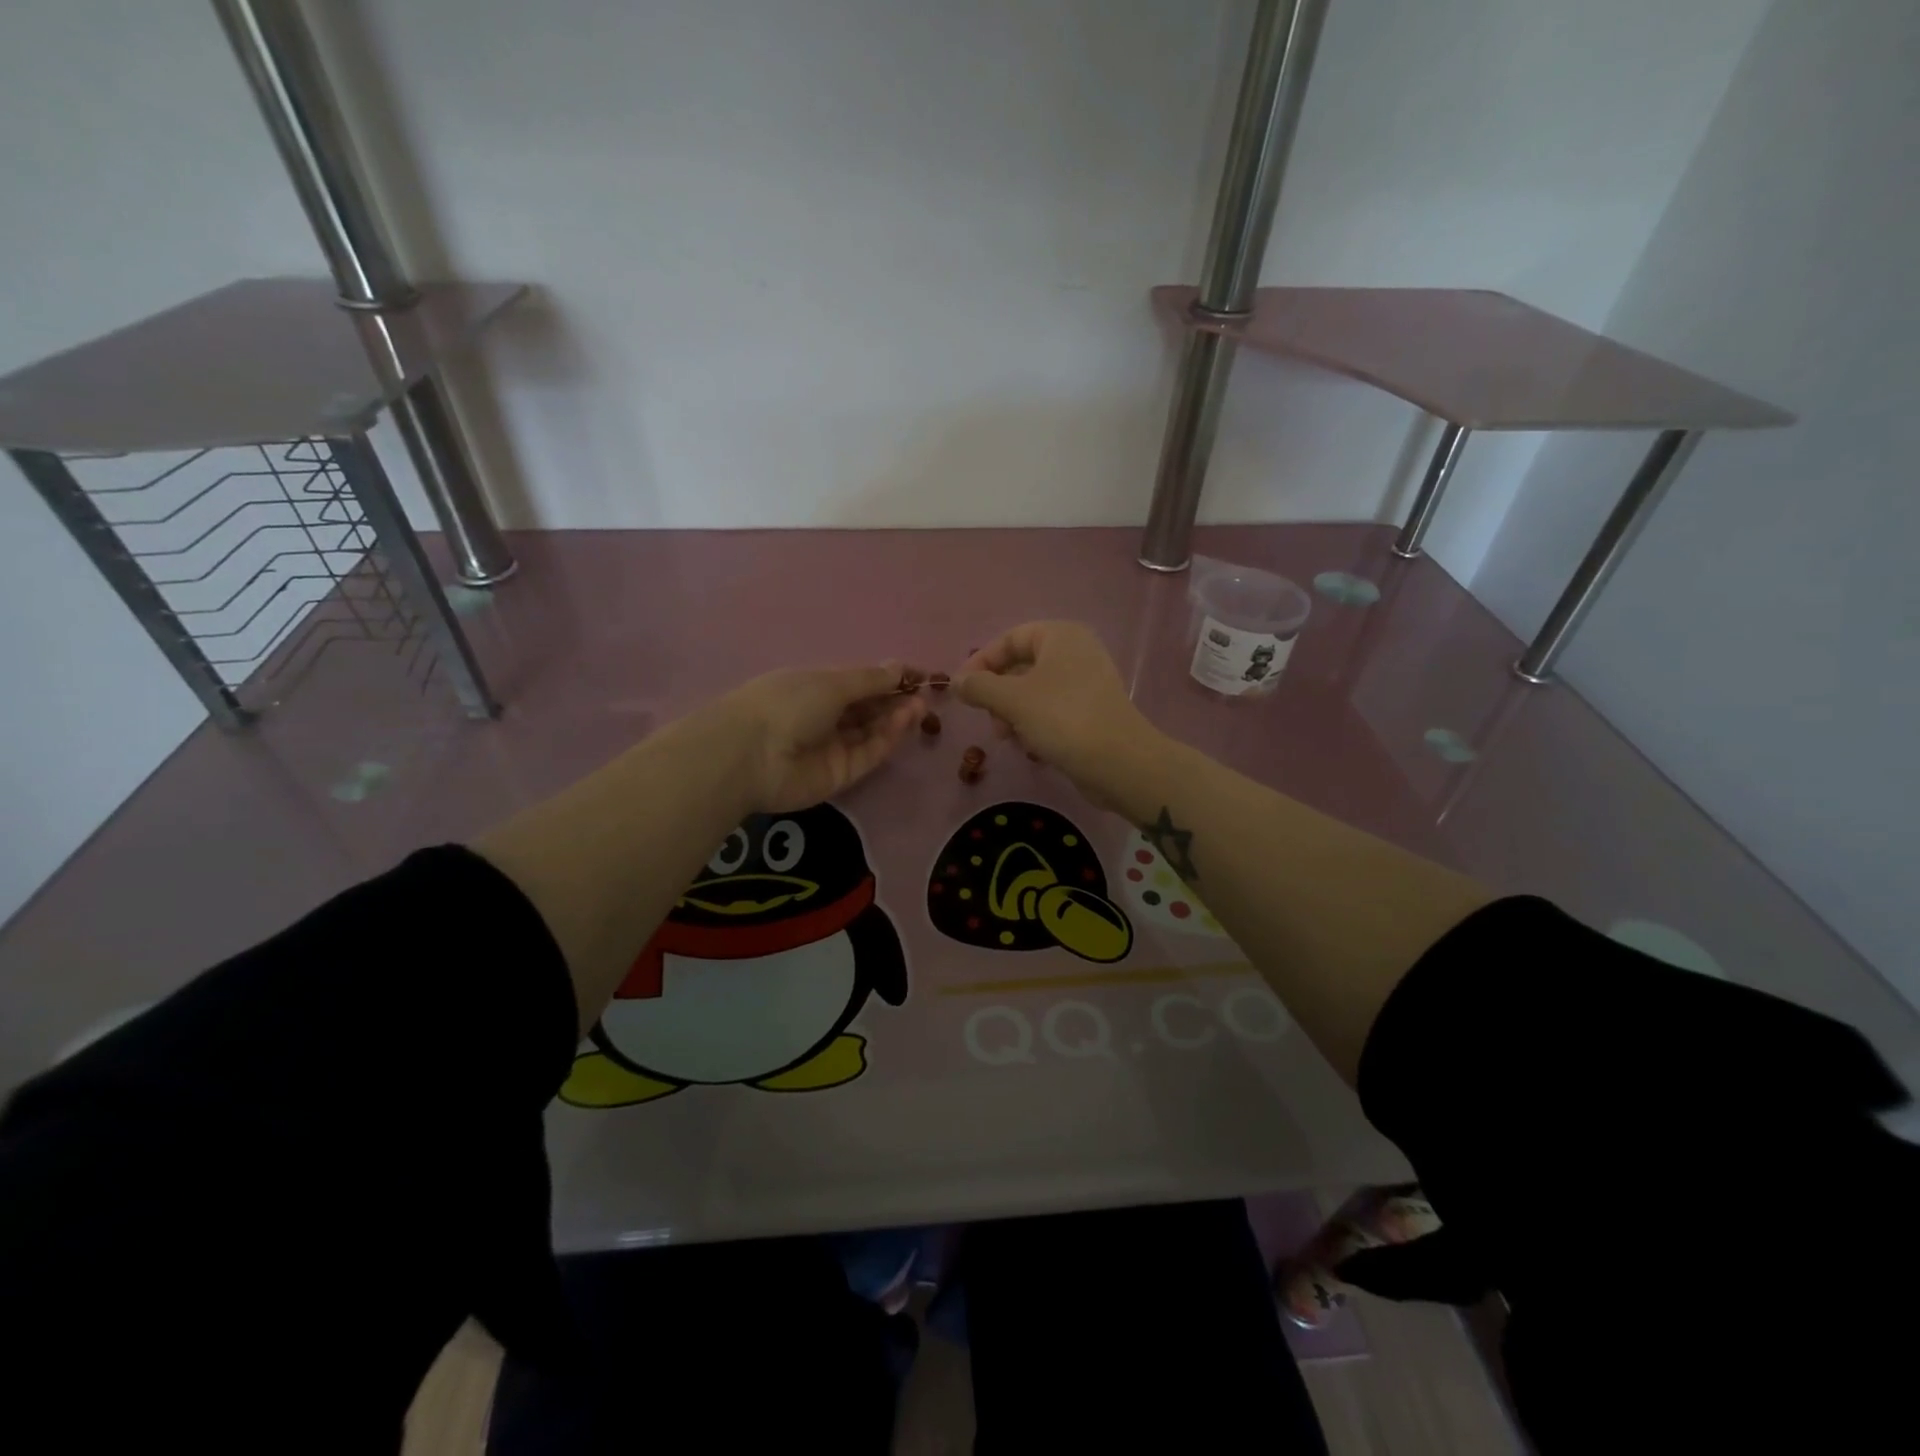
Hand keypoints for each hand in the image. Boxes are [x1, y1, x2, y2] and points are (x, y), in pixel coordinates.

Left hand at [717, 662, 925, 813]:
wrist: (751, 755)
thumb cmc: (787, 703)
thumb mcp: (831, 682)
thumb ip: (870, 679)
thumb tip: (899, 667)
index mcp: (815, 688)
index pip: (859, 683)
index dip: (888, 678)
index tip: (918, 675)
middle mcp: (825, 717)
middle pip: (868, 709)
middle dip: (895, 699)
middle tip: (923, 693)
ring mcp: (832, 747)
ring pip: (871, 732)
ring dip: (896, 718)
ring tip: (919, 706)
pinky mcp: (840, 775)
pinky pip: (868, 754)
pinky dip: (887, 738)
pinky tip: (903, 721)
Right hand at [954, 622, 1161, 807]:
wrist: (1119, 762)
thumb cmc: (1063, 719)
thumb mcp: (1013, 700)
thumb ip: (980, 687)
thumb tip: (956, 682)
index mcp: (1060, 636)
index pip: (1009, 639)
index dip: (981, 662)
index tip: (961, 690)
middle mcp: (1076, 651)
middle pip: (1021, 665)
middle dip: (997, 692)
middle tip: (988, 718)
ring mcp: (1087, 681)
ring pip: (1035, 690)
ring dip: (1013, 712)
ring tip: (1007, 737)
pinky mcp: (1092, 710)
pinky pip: (1053, 709)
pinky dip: (1035, 722)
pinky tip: (1029, 745)